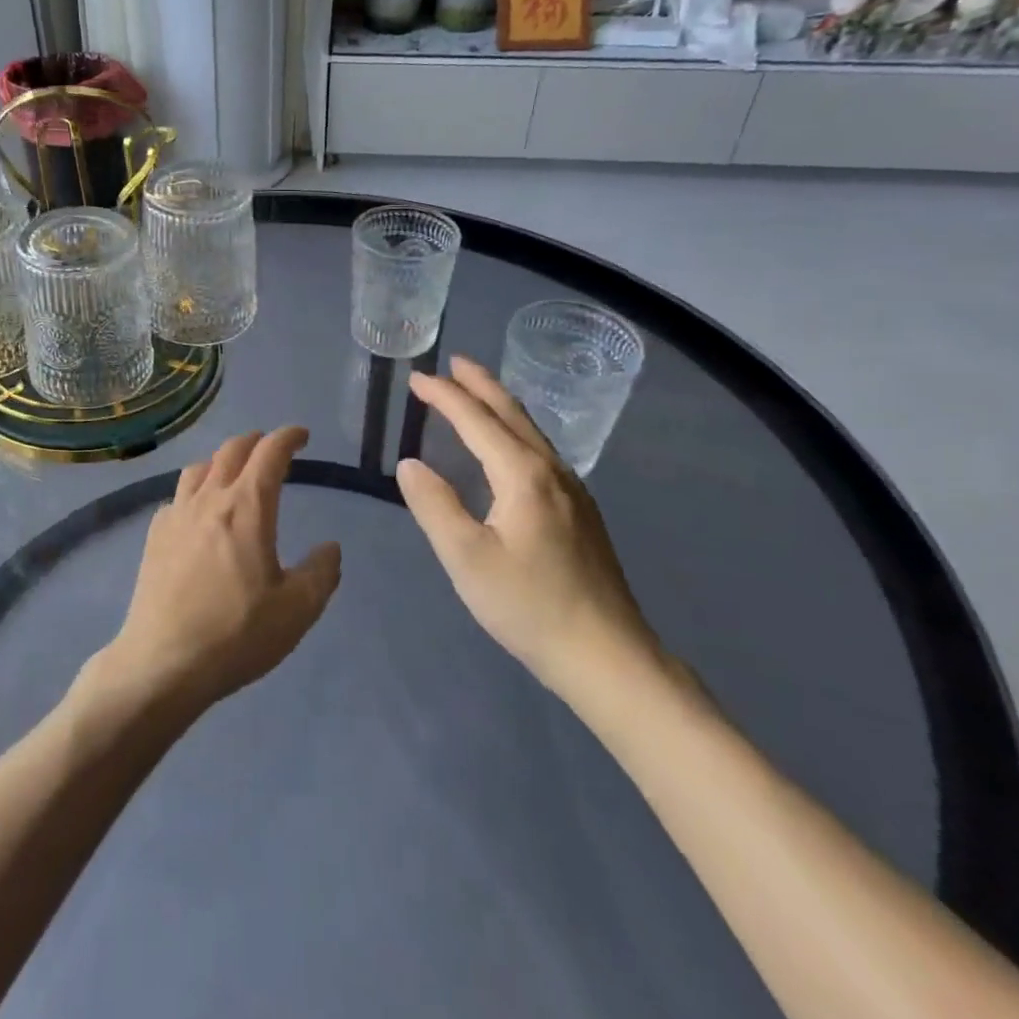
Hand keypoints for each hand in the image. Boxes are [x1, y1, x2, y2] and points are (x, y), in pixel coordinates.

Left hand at [99, 426, 341, 711]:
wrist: (163, 663)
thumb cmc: (236, 634)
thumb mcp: (297, 610)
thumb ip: (321, 572)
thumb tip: (330, 548)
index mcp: (247, 508)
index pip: (269, 453)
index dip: (288, 437)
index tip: (301, 435)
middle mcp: (209, 500)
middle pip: (231, 451)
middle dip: (255, 441)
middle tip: (271, 446)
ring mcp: (176, 516)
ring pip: (199, 468)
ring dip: (222, 460)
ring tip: (234, 471)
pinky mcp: (154, 537)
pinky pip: (177, 496)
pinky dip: (195, 490)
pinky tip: (198, 511)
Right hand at [396, 357, 658, 702]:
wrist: (607, 655)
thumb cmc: (529, 606)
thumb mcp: (467, 558)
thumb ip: (434, 505)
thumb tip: (410, 464)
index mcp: (523, 474)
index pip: (476, 419)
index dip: (444, 396)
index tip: (416, 378)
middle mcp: (551, 470)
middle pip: (512, 413)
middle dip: (480, 384)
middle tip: (453, 363)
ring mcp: (573, 490)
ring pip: (531, 431)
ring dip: (500, 404)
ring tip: (477, 391)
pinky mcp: (581, 512)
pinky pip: (540, 451)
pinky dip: (515, 430)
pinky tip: (510, 446)